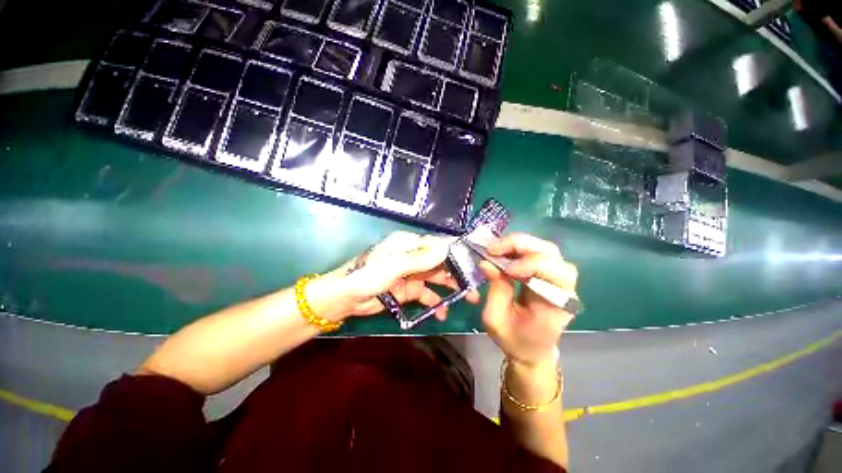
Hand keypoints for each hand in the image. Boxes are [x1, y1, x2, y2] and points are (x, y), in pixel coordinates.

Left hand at [328, 231, 478, 318]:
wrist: (345, 298)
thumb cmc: (368, 276)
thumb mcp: (395, 266)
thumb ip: (421, 258)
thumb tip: (447, 248)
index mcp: (409, 244)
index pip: (438, 244)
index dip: (456, 252)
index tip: (475, 261)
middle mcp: (413, 256)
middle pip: (441, 262)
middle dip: (458, 273)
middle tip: (476, 286)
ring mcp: (411, 274)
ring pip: (437, 278)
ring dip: (451, 288)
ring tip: (468, 299)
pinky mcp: (408, 290)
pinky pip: (427, 294)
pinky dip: (436, 302)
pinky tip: (443, 312)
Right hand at [479, 233, 577, 367]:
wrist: (532, 350)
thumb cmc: (514, 339)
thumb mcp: (496, 320)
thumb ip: (495, 290)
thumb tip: (486, 263)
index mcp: (554, 307)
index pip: (554, 274)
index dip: (529, 264)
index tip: (504, 269)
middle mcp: (563, 289)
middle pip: (551, 254)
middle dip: (520, 245)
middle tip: (493, 248)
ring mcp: (558, 280)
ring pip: (546, 249)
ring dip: (519, 244)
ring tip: (497, 249)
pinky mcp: (549, 275)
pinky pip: (539, 253)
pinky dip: (520, 248)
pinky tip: (504, 252)